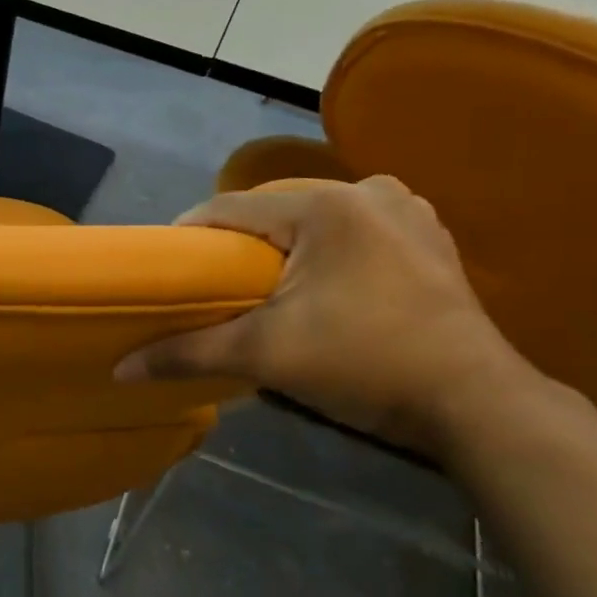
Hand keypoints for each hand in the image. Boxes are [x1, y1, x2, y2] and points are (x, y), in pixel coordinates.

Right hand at [115, 177, 534, 455]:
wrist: (477, 404)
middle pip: (273, 211)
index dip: (189, 234)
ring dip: (284, 245)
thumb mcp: (266, 355)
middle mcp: (368, 192)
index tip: (167, 266)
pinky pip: (355, 229)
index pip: (230, 208)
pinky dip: (328, 248)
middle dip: (239, 243)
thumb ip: (189, 353)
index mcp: (325, 207)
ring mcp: (407, 211)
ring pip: (314, 218)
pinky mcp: (429, 238)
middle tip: (215, 283)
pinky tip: (322, 282)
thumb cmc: (365, 364)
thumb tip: (120, 369)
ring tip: (264, 285)